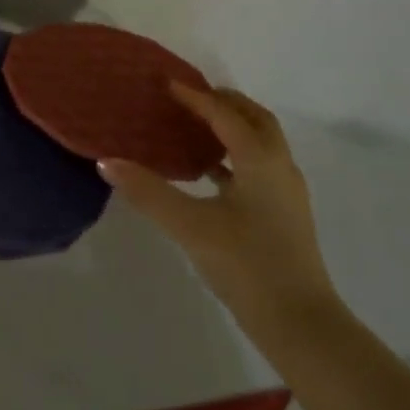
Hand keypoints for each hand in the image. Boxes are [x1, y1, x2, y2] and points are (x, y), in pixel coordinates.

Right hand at [99, 83, 338, 329]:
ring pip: (261, 142)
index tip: (167, 83)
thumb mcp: (191, 227)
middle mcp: (279, 165)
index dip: (195, 96)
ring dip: (232, 127)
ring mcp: (286, 191)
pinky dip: (236, 156)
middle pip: (253, 118)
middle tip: (188, 98)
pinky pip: (259, 166)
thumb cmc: (247, 266)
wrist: (302, 326)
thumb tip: (107, 162)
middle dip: (223, 102)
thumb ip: (149, 192)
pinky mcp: (285, 214)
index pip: (224, 113)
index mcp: (260, 157)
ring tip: (196, 128)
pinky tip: (210, 174)